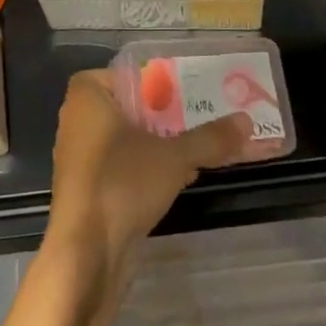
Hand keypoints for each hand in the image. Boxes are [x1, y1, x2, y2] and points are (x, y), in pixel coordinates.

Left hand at [46, 69, 250, 295]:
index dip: (156, 79)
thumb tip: (246, 121)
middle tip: (202, 113)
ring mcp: (81, 155)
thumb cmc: (122, 183)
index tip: (187, 89)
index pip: (125, 73)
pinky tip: (182, 175)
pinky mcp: (88, 187)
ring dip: (161, 141)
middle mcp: (78, 119)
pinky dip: (148, 165)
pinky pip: (123, 163)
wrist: (85, 252)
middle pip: (130, 105)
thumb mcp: (174, 157)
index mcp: (88, 96)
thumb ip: (210, 138)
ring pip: (128, 137)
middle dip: (166, 112)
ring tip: (200, 144)